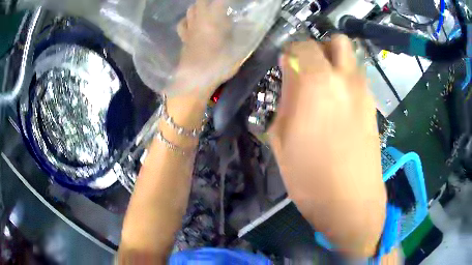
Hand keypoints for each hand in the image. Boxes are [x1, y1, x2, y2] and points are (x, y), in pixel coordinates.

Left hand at [175, 0, 240, 96]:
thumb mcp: (238, 51)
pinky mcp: (183, 39)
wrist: (194, 82)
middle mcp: (199, 21)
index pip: (220, 1)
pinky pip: (182, 24)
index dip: (227, 0)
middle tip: (221, 5)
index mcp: (213, 21)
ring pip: (191, 10)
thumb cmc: (217, 66)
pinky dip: (188, 20)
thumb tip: (252, 23)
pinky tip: (193, 23)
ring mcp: (189, 29)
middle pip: (201, 1)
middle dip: (210, 1)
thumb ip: (245, 35)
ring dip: (199, 6)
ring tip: (209, 10)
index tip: (234, 2)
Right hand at [269, 36, 385, 256]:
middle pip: (338, 41)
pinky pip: (360, 81)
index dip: (291, 52)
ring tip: (324, 88)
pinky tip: (339, 106)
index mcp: (317, 82)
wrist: (350, 202)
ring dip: (336, 64)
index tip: (285, 65)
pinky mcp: (373, 108)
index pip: (303, 46)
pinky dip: (347, 81)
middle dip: (320, 48)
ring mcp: (364, 93)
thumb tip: (291, 79)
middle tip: (309, 68)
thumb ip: (286, 99)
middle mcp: (345, 79)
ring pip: (352, 60)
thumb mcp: (282, 137)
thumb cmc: (310, 176)